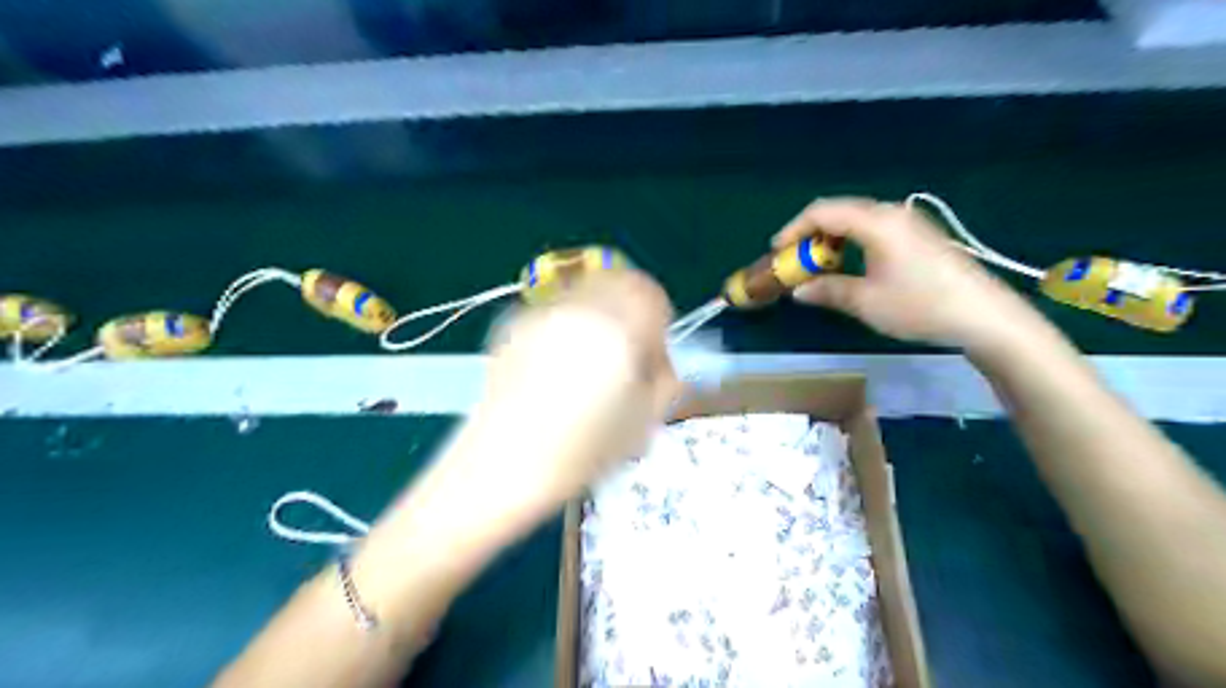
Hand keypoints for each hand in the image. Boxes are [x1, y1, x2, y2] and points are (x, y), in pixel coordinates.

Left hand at [435, 267, 679, 521]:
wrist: (502, 466)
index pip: (648, 293)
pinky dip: (566, 323)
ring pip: (584, 292)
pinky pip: (554, 309)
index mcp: (617, 329)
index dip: (657, 319)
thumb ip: (663, 382)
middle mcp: (579, 308)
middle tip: (623, 350)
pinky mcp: (513, 324)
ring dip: (597, 314)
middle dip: (627, 310)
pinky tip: (554, 365)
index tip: (650, 352)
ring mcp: (541, 312)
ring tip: (588, 358)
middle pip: (616, 282)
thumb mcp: (642, 424)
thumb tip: (658, 364)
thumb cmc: (579, 453)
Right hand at [768, 197, 1036, 349]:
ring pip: (858, 219)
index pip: (823, 212)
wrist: (984, 316)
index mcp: (876, 223)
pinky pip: (875, 228)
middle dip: (811, 233)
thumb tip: (798, 290)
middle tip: (795, 259)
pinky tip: (851, 264)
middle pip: (840, 211)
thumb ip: (828, 291)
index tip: (776, 251)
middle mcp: (892, 213)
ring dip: (832, 238)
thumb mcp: (866, 302)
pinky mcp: (920, 236)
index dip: (794, 229)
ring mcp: (909, 223)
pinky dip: (852, 241)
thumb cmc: (920, 306)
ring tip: (819, 264)